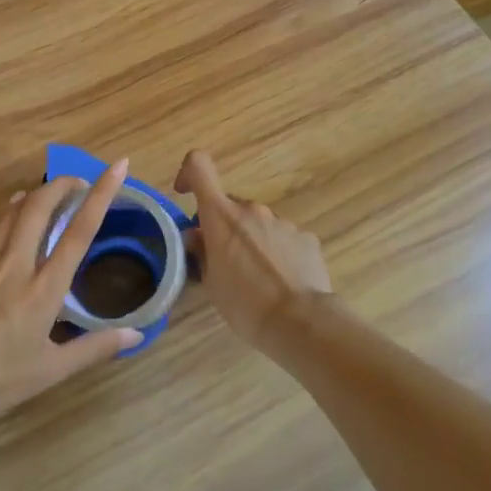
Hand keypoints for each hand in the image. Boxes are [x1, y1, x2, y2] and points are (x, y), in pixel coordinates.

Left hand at [0, 162, 141, 427]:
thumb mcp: (50, 372)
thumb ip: (94, 348)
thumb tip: (136, 336)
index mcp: (43, 288)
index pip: (79, 231)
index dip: (101, 194)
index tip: (116, 167)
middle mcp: (15, 264)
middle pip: (39, 206)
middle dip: (61, 184)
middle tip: (78, 181)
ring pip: (10, 213)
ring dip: (33, 197)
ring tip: (46, 196)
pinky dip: (6, 219)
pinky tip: (7, 227)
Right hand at [174, 150, 330, 351]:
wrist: (301, 322)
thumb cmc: (245, 304)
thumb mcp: (211, 284)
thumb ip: (202, 253)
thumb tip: (197, 236)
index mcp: (221, 216)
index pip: (198, 167)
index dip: (188, 174)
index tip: (185, 194)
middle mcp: (252, 210)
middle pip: (230, 207)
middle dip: (224, 228)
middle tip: (223, 262)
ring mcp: (282, 222)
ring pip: (258, 224)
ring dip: (252, 242)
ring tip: (257, 280)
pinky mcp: (306, 238)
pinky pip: (283, 238)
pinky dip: (277, 253)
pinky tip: (281, 282)